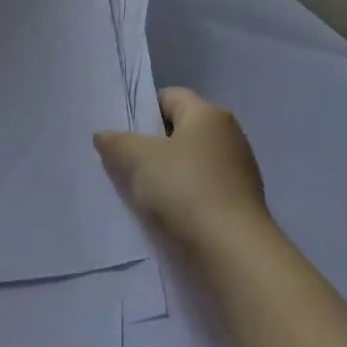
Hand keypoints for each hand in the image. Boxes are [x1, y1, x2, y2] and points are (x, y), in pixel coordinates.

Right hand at [93, 87, 270, 253]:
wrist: (232, 250)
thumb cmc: (184, 189)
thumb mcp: (137, 159)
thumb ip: (116, 142)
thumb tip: (104, 135)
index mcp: (208, 114)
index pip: (169, 97)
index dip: (143, 112)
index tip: (123, 136)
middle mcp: (229, 134)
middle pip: (180, 130)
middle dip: (153, 145)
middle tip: (125, 164)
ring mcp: (240, 170)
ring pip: (191, 162)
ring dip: (168, 174)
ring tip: (143, 194)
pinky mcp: (242, 202)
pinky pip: (203, 188)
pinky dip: (185, 197)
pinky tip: (168, 214)